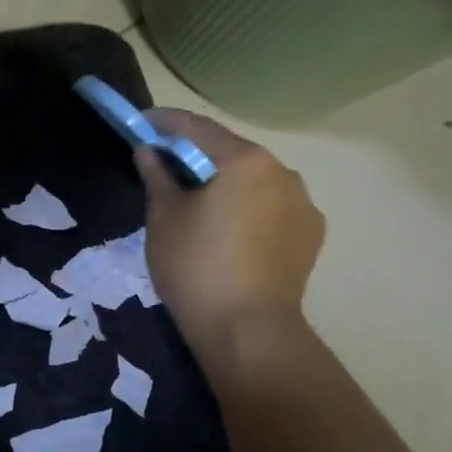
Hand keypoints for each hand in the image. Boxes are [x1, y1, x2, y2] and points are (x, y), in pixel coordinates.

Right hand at [135, 109, 325, 341]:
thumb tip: (149, 152)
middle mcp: (282, 172)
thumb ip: (157, 176)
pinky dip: (247, 205)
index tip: (142, 123)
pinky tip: (229, 226)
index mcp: (245, 161)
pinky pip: (272, 206)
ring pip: (254, 179)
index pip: (197, 128)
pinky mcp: (310, 234)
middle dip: (196, 152)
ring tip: (198, 199)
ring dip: (225, 179)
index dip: (165, 122)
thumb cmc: (196, 266)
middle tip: (164, 162)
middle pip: (230, 151)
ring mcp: (303, 203)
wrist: (248, 329)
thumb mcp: (164, 217)